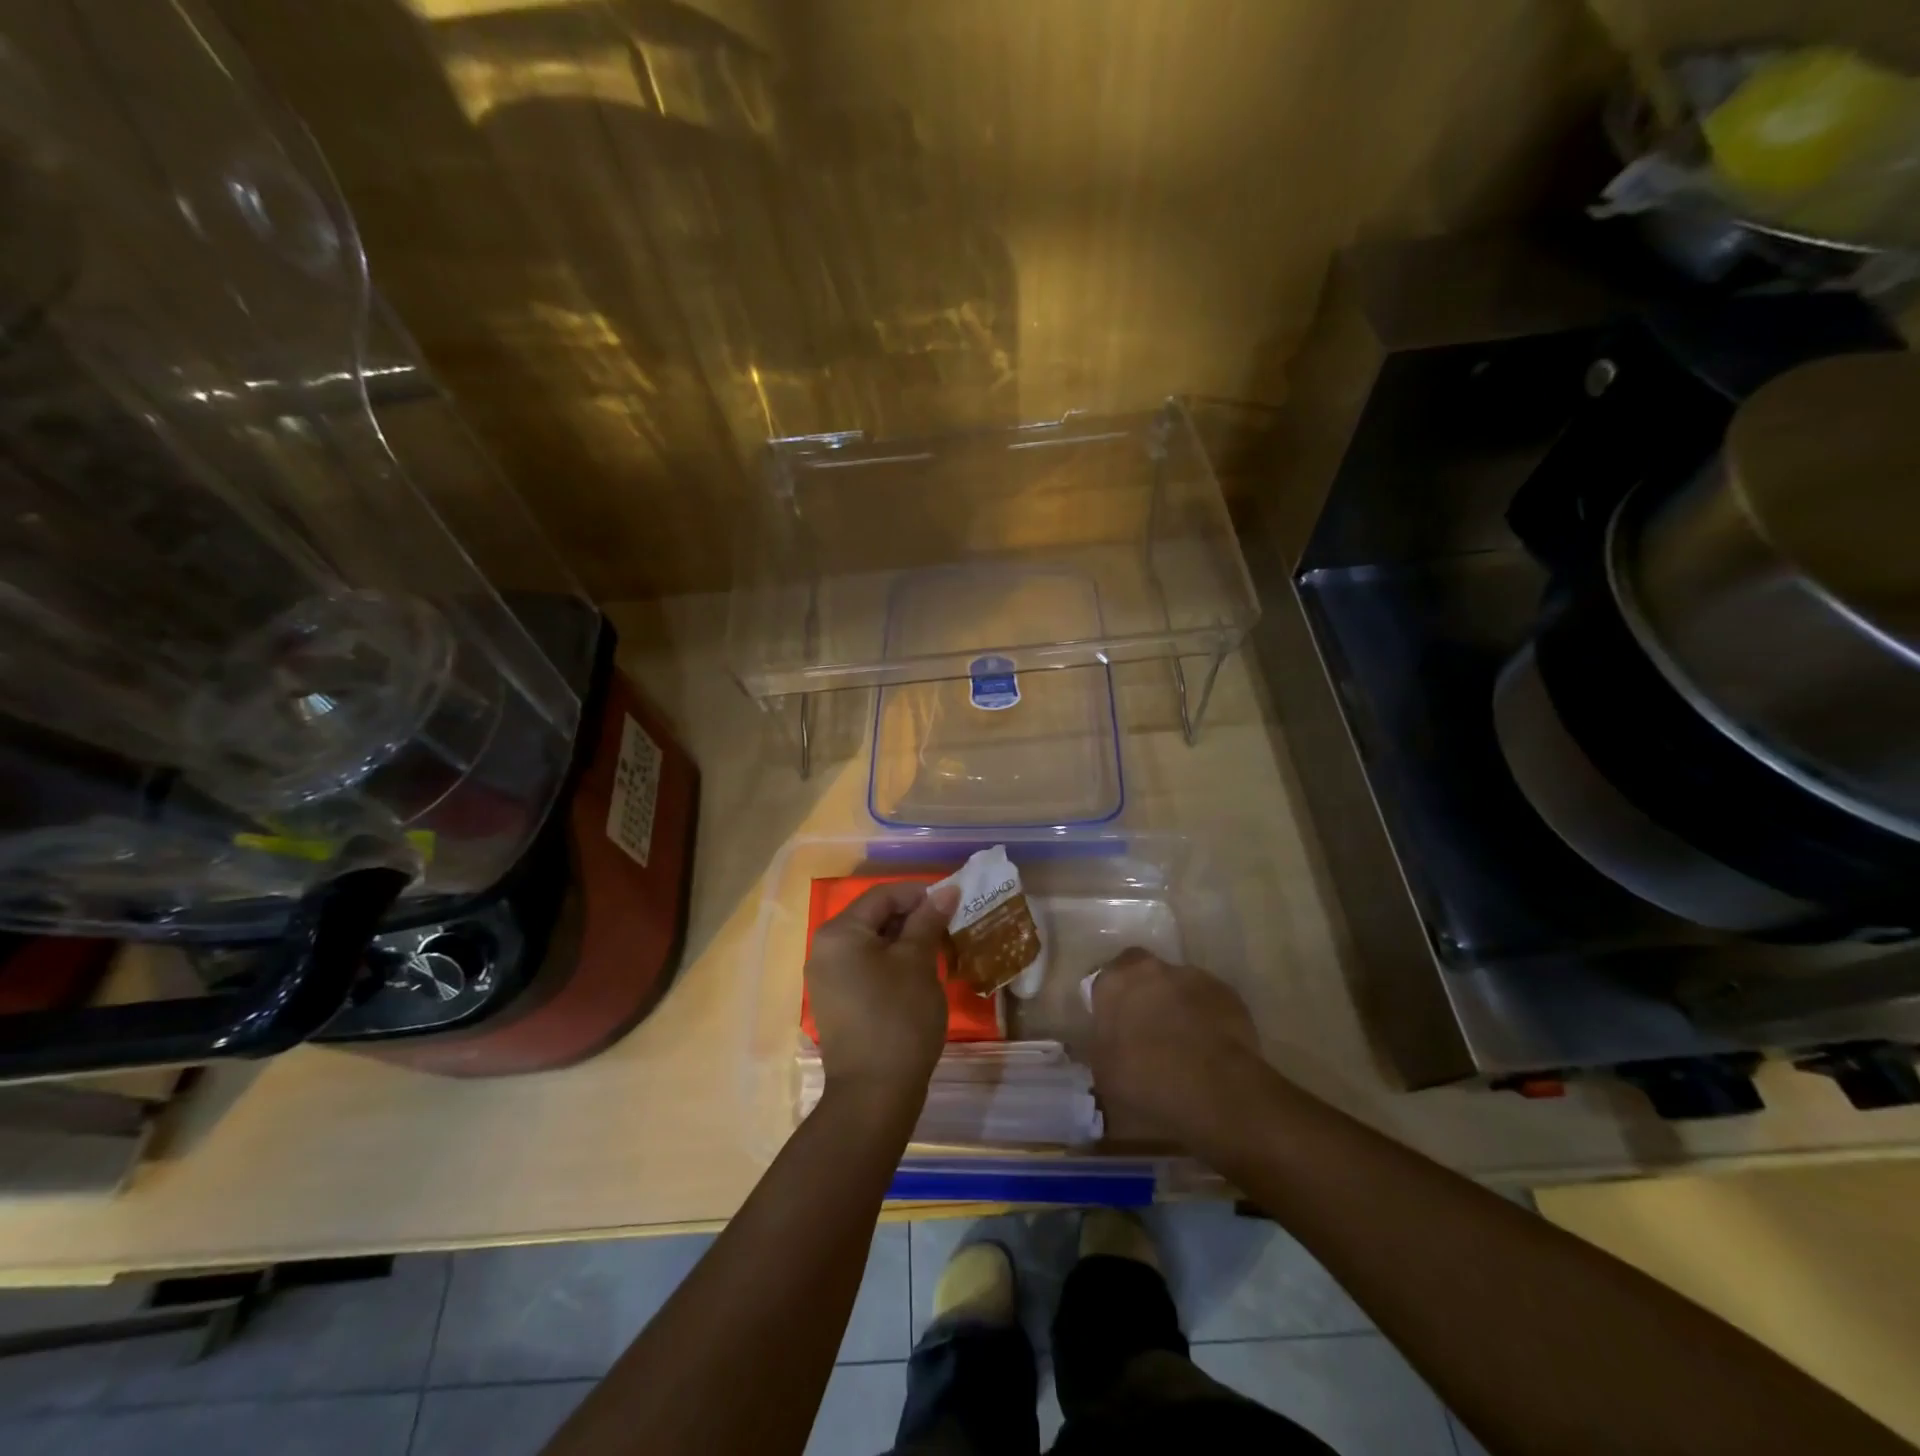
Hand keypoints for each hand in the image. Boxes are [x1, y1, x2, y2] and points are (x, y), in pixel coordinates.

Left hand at [805, 881, 959, 1106]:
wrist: (874, 1094)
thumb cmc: (898, 1018)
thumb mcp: (918, 963)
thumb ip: (928, 921)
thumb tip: (946, 891)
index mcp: (839, 932)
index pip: (882, 895)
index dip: (919, 893)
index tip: (952, 902)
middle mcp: (825, 949)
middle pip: (874, 917)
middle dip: (913, 917)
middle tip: (949, 926)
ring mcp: (827, 978)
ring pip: (871, 943)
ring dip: (904, 941)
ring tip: (939, 949)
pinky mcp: (837, 1001)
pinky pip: (865, 967)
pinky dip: (891, 963)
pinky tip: (919, 974)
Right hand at [1087, 948, 1272, 1149]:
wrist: (1215, 1093)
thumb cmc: (1146, 1083)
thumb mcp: (1104, 1075)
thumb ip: (1102, 1049)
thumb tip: (1107, 1048)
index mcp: (1113, 984)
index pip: (1105, 981)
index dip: (1111, 1002)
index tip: (1116, 1026)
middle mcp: (1151, 970)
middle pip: (1144, 975)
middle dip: (1145, 996)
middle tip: (1149, 1032)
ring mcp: (1193, 978)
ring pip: (1179, 987)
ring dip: (1178, 1006)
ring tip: (1185, 1045)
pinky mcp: (1228, 994)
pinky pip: (1209, 1003)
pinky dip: (1208, 1019)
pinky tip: (1211, 1050)